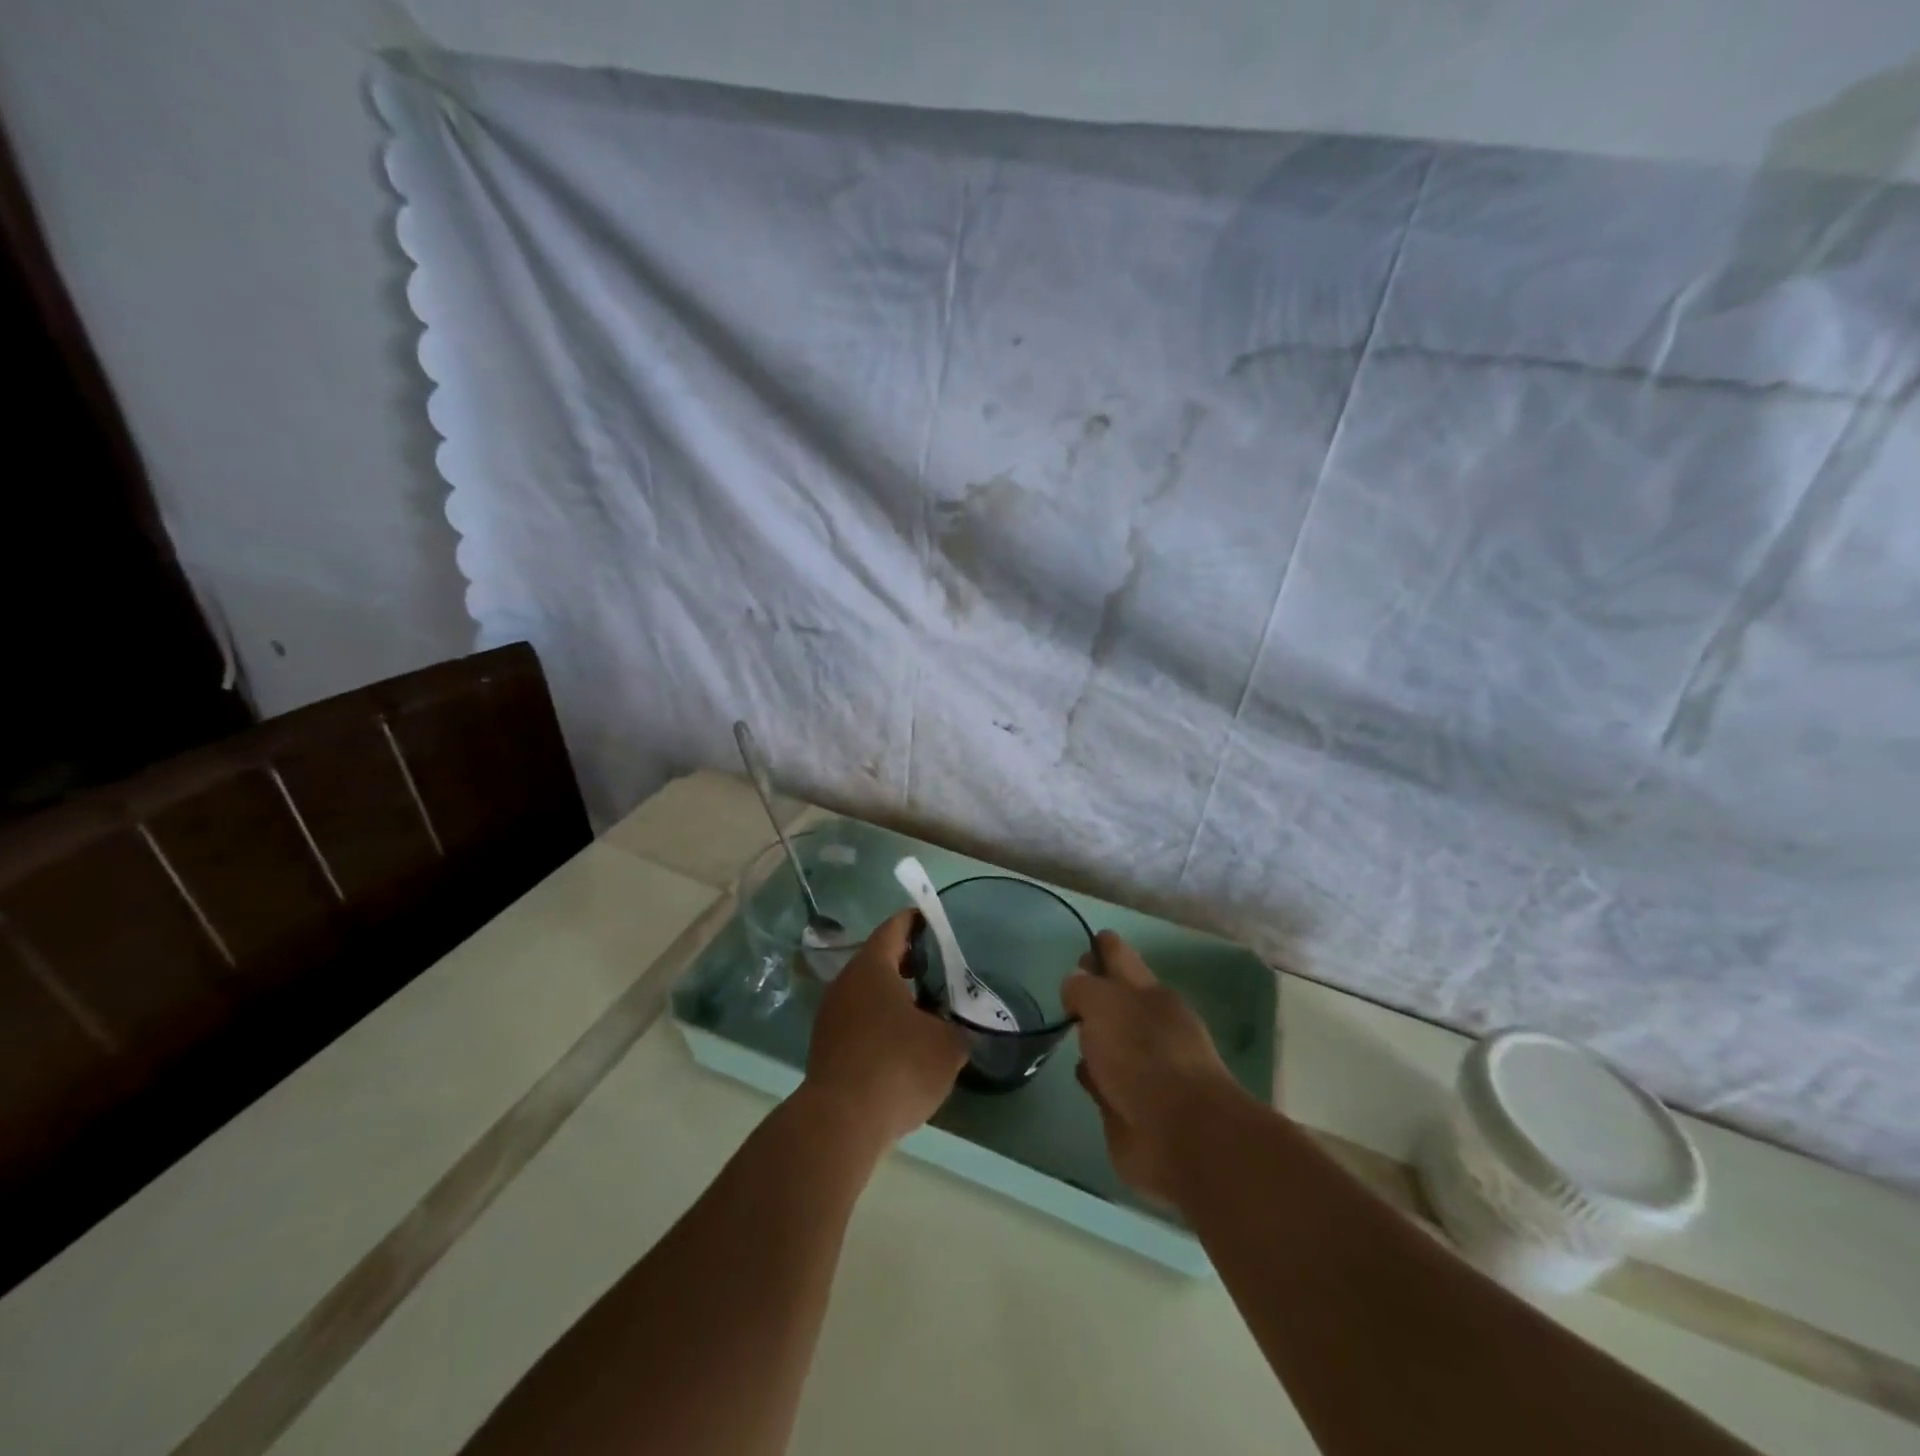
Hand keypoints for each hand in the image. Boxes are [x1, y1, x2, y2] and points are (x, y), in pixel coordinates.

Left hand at [804, 910, 968, 1149]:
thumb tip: (961, 1027)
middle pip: (878, 960)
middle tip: (937, 969)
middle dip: (907, 961)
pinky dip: (879, 1022)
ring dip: (892, 995)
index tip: (933, 922)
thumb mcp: (946, 1046)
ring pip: (866, 992)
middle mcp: (845, 982)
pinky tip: (901, 1044)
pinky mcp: (825, 1047)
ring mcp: (830, 1015)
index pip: (894, 928)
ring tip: (924, 1009)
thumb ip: (959, 1028)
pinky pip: (857, 1020)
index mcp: (872, 967)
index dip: (915, 922)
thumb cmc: (898, 1067)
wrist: (840, 1122)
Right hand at [1063, 931, 1248, 1202]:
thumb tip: (1075, 984)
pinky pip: (1104, 1081)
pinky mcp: (1130, 1106)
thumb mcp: (1103, 1004)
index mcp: (1149, 993)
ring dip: (1093, 1037)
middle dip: (1096, 991)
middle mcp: (1147, 1025)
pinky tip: (1081, 1075)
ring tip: (1070, 1029)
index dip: (1103, 948)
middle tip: (1069, 988)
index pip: (1120, 958)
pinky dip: (1093, 1077)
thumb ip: (1083, 989)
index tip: (1088, 943)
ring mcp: (1142, 1067)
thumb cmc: (1142, 1054)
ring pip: (1110, 1041)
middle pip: (1115, 999)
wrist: (1178, 1133)